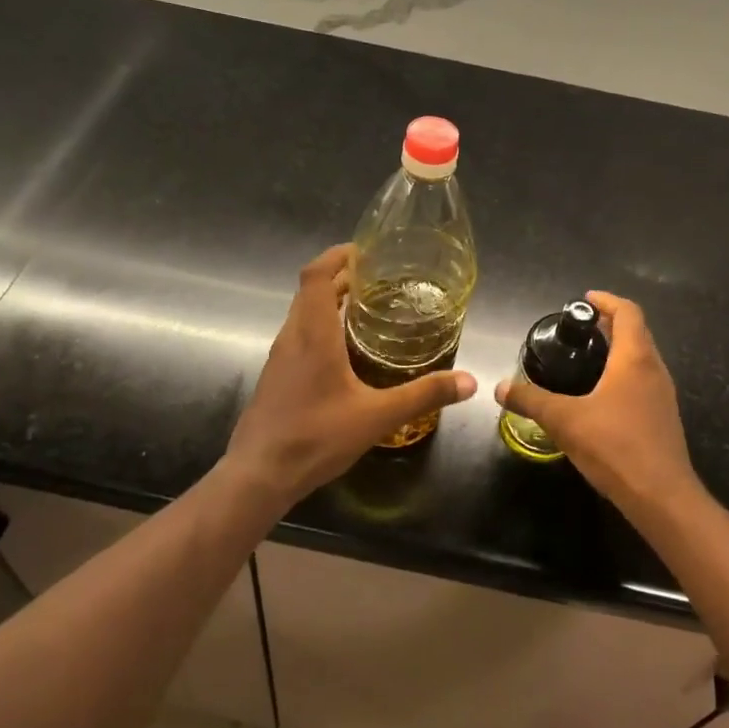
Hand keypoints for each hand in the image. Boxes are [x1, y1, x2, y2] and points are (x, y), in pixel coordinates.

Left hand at [222, 244, 476, 505]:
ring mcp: (279, 357)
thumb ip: (423, 395)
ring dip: (329, 302)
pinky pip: (299, 336)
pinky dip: (321, 327)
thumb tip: (470, 382)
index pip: (316, 275)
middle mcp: (292, 337)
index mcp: (313, 334)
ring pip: (303, 314)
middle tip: (379, 279)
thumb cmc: (316, 437)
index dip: (337, 256)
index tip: (365, 251)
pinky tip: (345, 351)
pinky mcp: (276, 376)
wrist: (258, 476)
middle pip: (310, 290)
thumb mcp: (377, 417)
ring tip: (367, 309)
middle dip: (341, 277)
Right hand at [494, 291, 700, 513]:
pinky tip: (599, 395)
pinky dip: (622, 373)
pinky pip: (643, 381)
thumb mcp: (565, 421)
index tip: (584, 300)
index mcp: (635, 358)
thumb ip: (531, 400)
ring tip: (585, 358)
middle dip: (609, 324)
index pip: (628, 312)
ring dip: (617, 349)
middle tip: (578, 329)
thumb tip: (501, 387)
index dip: (606, 301)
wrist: (661, 497)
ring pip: (641, 358)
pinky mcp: (663, 417)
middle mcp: (654, 369)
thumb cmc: (615, 446)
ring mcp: (663, 394)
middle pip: (636, 332)